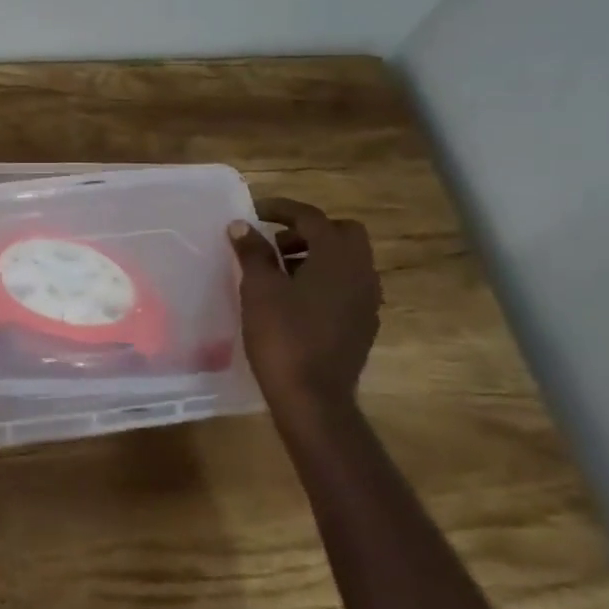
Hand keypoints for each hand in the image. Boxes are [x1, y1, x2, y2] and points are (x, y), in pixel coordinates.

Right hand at [228, 198, 382, 418]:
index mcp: (337, 257)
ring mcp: (367, 301)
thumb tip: (241, 226)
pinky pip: (347, 286)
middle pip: (341, 233)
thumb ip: (252, 252)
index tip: (255, 212)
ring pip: (346, 261)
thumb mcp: (259, 288)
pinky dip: (325, 280)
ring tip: (279, 271)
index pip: (312, 218)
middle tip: (274, 243)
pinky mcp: (364, 324)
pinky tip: (295, 299)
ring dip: (316, 255)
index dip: (282, 209)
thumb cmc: (283, 336)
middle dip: (308, 231)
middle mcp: (361, 273)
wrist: (313, 399)